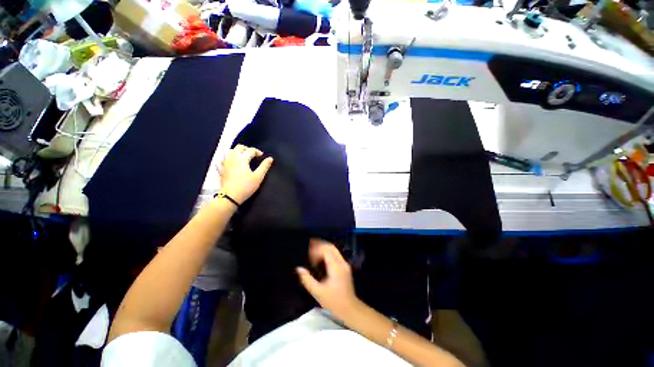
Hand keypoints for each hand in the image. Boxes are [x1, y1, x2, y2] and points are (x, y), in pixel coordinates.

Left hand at [218, 144, 273, 203]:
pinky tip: (231, 162)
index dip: (257, 152)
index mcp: (242, 159)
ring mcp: (225, 163)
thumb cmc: (246, 186)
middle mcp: (233, 158)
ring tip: (243, 157)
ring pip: (230, 151)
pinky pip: (223, 160)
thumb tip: (270, 158)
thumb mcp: (259, 176)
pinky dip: (228, 159)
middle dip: (247, 149)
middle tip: (253, 154)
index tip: (262, 156)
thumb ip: (264, 166)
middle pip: (239, 147)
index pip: (250, 150)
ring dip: (237, 151)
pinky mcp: (221, 169)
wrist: (231, 196)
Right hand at [296, 239, 358, 321]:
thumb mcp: (318, 292)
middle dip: (320, 244)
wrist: (350, 309)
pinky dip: (327, 253)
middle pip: (331, 247)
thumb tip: (298, 269)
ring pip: (334, 249)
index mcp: (336, 267)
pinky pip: (335, 254)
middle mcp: (342, 263)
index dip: (316, 250)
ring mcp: (345, 264)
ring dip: (323, 248)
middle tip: (309, 246)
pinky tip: (320, 258)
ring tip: (313, 251)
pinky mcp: (345, 267)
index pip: (326, 250)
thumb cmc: (333, 302)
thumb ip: (307, 280)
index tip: (308, 255)